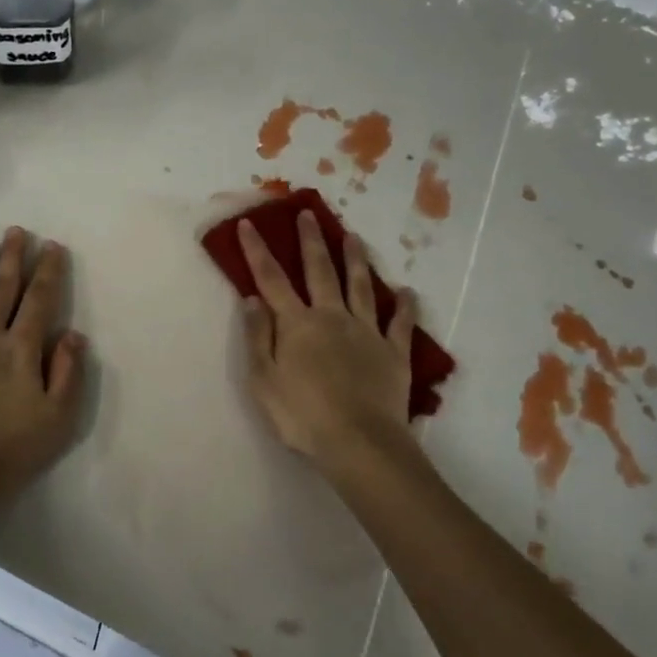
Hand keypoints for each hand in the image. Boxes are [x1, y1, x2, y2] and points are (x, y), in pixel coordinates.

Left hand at [0, 227, 87, 506]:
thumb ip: (68, 372)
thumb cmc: (10, 448)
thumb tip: (73, 335)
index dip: (48, 271)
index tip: (51, 246)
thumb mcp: (57, 418)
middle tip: (15, 232)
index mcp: (21, 348)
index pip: (39, 299)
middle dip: (12, 258)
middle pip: (2, 288)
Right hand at [237, 212, 417, 475]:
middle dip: (311, 241)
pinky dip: (403, 306)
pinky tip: (406, 292)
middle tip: (308, 214)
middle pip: (320, 271)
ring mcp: (366, 332)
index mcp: (297, 324)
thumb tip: (253, 299)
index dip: (258, 251)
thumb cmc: (302, 415)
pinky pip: (400, 324)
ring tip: (352, 236)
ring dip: (355, 260)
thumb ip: (258, 337)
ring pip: (361, 286)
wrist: (359, 442)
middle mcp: (332, 317)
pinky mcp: (394, 352)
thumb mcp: (263, 380)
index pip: (271, 279)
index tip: (249, 224)